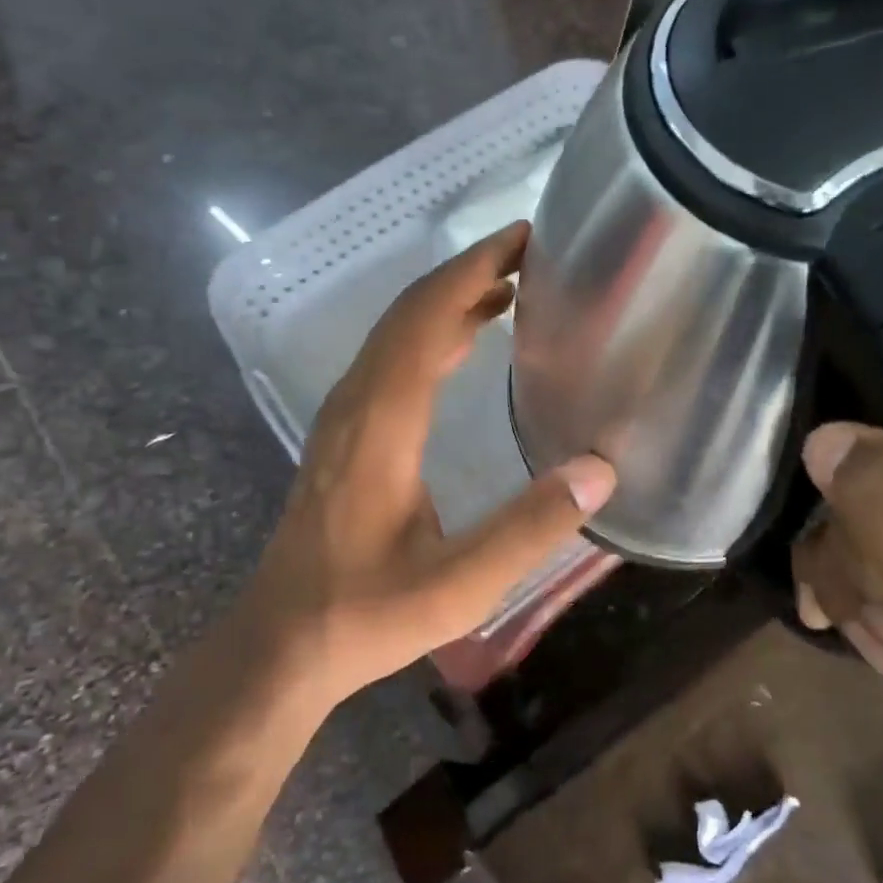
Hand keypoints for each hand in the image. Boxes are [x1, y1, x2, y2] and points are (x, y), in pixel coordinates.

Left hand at [242, 223, 615, 710]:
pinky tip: (462, 343)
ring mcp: (343, 420)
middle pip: (407, 314)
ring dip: (448, 301)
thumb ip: (529, 528)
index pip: (426, 320)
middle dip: (466, 273)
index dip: (473, 271)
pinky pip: (388, 362)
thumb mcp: (459, 584)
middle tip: (527, 252)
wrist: (282, 643)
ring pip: (395, 335)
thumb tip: (600, 471)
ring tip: (507, 287)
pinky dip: (429, 334)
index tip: (522, 239)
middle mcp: (356, 405)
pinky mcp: (344, 438)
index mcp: (381, 424)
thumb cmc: (366, 614)